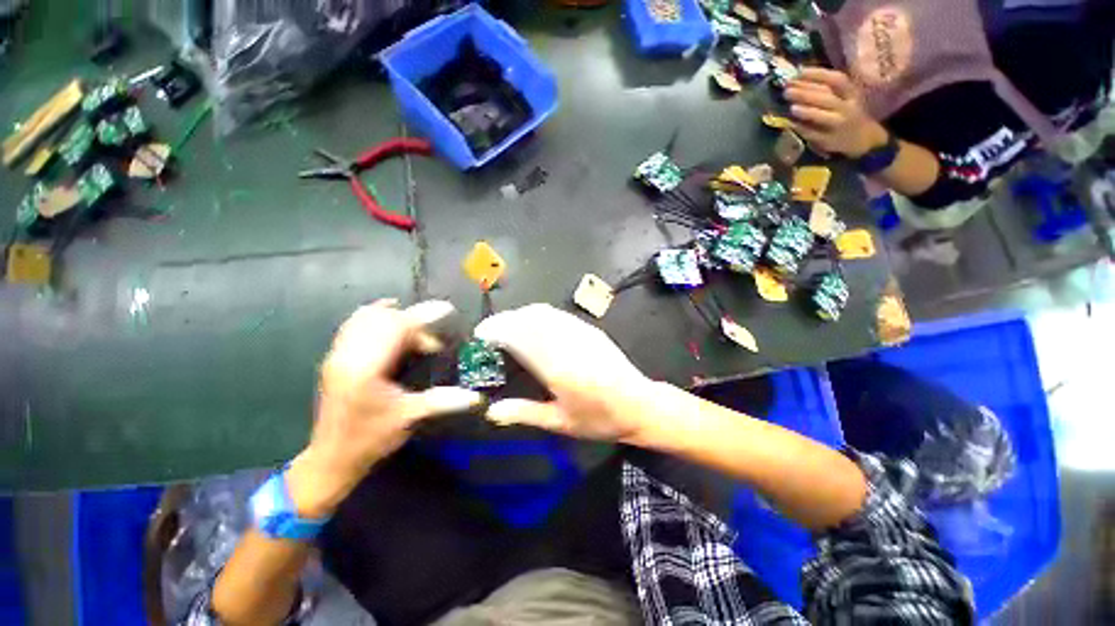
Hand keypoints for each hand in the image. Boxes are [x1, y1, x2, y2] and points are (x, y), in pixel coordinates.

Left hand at [287, 300, 481, 517]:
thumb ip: (443, 401)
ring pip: (366, 318)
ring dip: (395, 319)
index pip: (396, 328)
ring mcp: (338, 355)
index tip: (447, 310)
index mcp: (366, 369)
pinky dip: (376, 319)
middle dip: (413, 321)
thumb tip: (477, 397)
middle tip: (432, 342)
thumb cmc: (370, 439)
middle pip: (382, 318)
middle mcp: (347, 355)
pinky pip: (355, 325)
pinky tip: (391, 327)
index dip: (424, 317)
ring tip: (417, 336)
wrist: (331, 458)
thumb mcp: (409, 418)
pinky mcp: (335, 359)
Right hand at [474, 303, 659, 441]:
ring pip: (543, 312)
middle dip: (505, 320)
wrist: (639, 405)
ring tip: (507, 328)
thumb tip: (491, 411)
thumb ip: (524, 413)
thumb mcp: (560, 423)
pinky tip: (533, 326)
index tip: (481, 335)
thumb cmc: (599, 419)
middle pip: (529, 318)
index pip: (520, 337)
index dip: (497, 330)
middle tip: (490, 332)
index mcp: (558, 367)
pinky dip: (538, 315)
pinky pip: (557, 314)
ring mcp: (581, 332)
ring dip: (520, 315)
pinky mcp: (589, 329)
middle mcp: (567, 343)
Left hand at [784, 67, 887, 157]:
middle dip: (806, 93)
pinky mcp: (829, 140)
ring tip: (791, 107)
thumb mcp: (843, 97)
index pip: (837, 80)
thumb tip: (796, 79)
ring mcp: (839, 125)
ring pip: (823, 117)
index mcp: (851, 93)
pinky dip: (802, 128)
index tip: (799, 71)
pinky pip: (814, 134)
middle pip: (827, 98)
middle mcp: (847, 108)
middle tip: (787, 91)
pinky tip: (791, 124)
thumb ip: (824, 89)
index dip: (818, 74)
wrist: (863, 138)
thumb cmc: (847, 112)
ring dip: (806, 111)